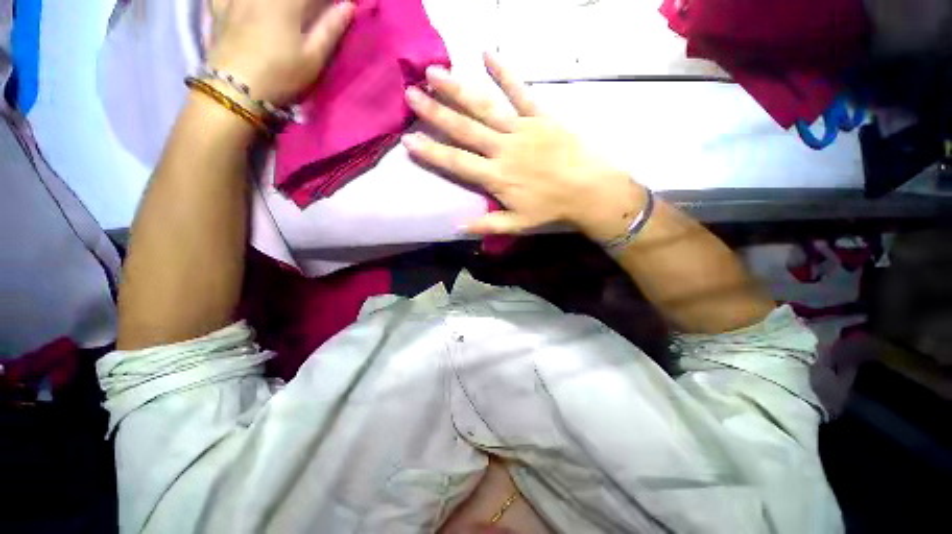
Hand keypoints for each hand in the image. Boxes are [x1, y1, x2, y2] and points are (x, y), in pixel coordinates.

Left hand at [208, 0, 354, 105]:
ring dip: (275, 4)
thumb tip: (349, 6)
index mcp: (287, 1)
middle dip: (301, 3)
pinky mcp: (218, 7)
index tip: (333, 8)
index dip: (324, 2)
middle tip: (306, 13)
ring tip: (280, 12)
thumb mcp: (313, 58)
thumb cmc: (281, 74)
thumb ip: (330, 29)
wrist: (235, 89)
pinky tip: (245, 5)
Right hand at [403, 53, 645, 241]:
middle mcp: (503, 149)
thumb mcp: (517, 224)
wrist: (590, 191)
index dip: (431, 153)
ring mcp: (521, 129)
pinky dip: (504, 72)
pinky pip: (520, 91)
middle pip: (464, 129)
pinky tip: (487, 53)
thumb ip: (487, 226)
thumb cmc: (552, 209)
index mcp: (496, 177)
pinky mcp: (541, 117)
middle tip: (411, 94)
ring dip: (458, 89)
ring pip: (484, 106)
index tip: (408, 140)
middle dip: (436, 112)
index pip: (456, 163)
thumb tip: (457, 228)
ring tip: (435, 72)